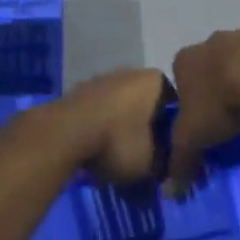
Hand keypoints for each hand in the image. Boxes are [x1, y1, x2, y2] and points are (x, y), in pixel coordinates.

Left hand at [52, 69, 171, 185]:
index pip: (175, 106)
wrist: (64, 133)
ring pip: (121, 108)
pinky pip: (99, 113)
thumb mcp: (152, 163)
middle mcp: (130, 72)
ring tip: (117, 158)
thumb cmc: (117, 141)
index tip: (168, 153)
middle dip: (147, 129)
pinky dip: (101, 129)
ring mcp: (102, 79)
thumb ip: (164, 164)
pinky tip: (97, 150)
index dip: (174, 131)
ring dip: (122, 130)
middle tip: (144, 158)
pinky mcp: (79, 91)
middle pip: (147, 105)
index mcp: (155, 80)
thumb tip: (164, 168)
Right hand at [165, 28, 239, 195]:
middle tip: (234, 116)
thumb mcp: (193, 139)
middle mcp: (214, 40)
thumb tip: (171, 192)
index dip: (191, 100)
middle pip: (213, 65)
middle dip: (221, 85)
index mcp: (186, 59)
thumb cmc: (221, 104)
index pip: (181, 79)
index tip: (205, 122)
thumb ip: (180, 161)